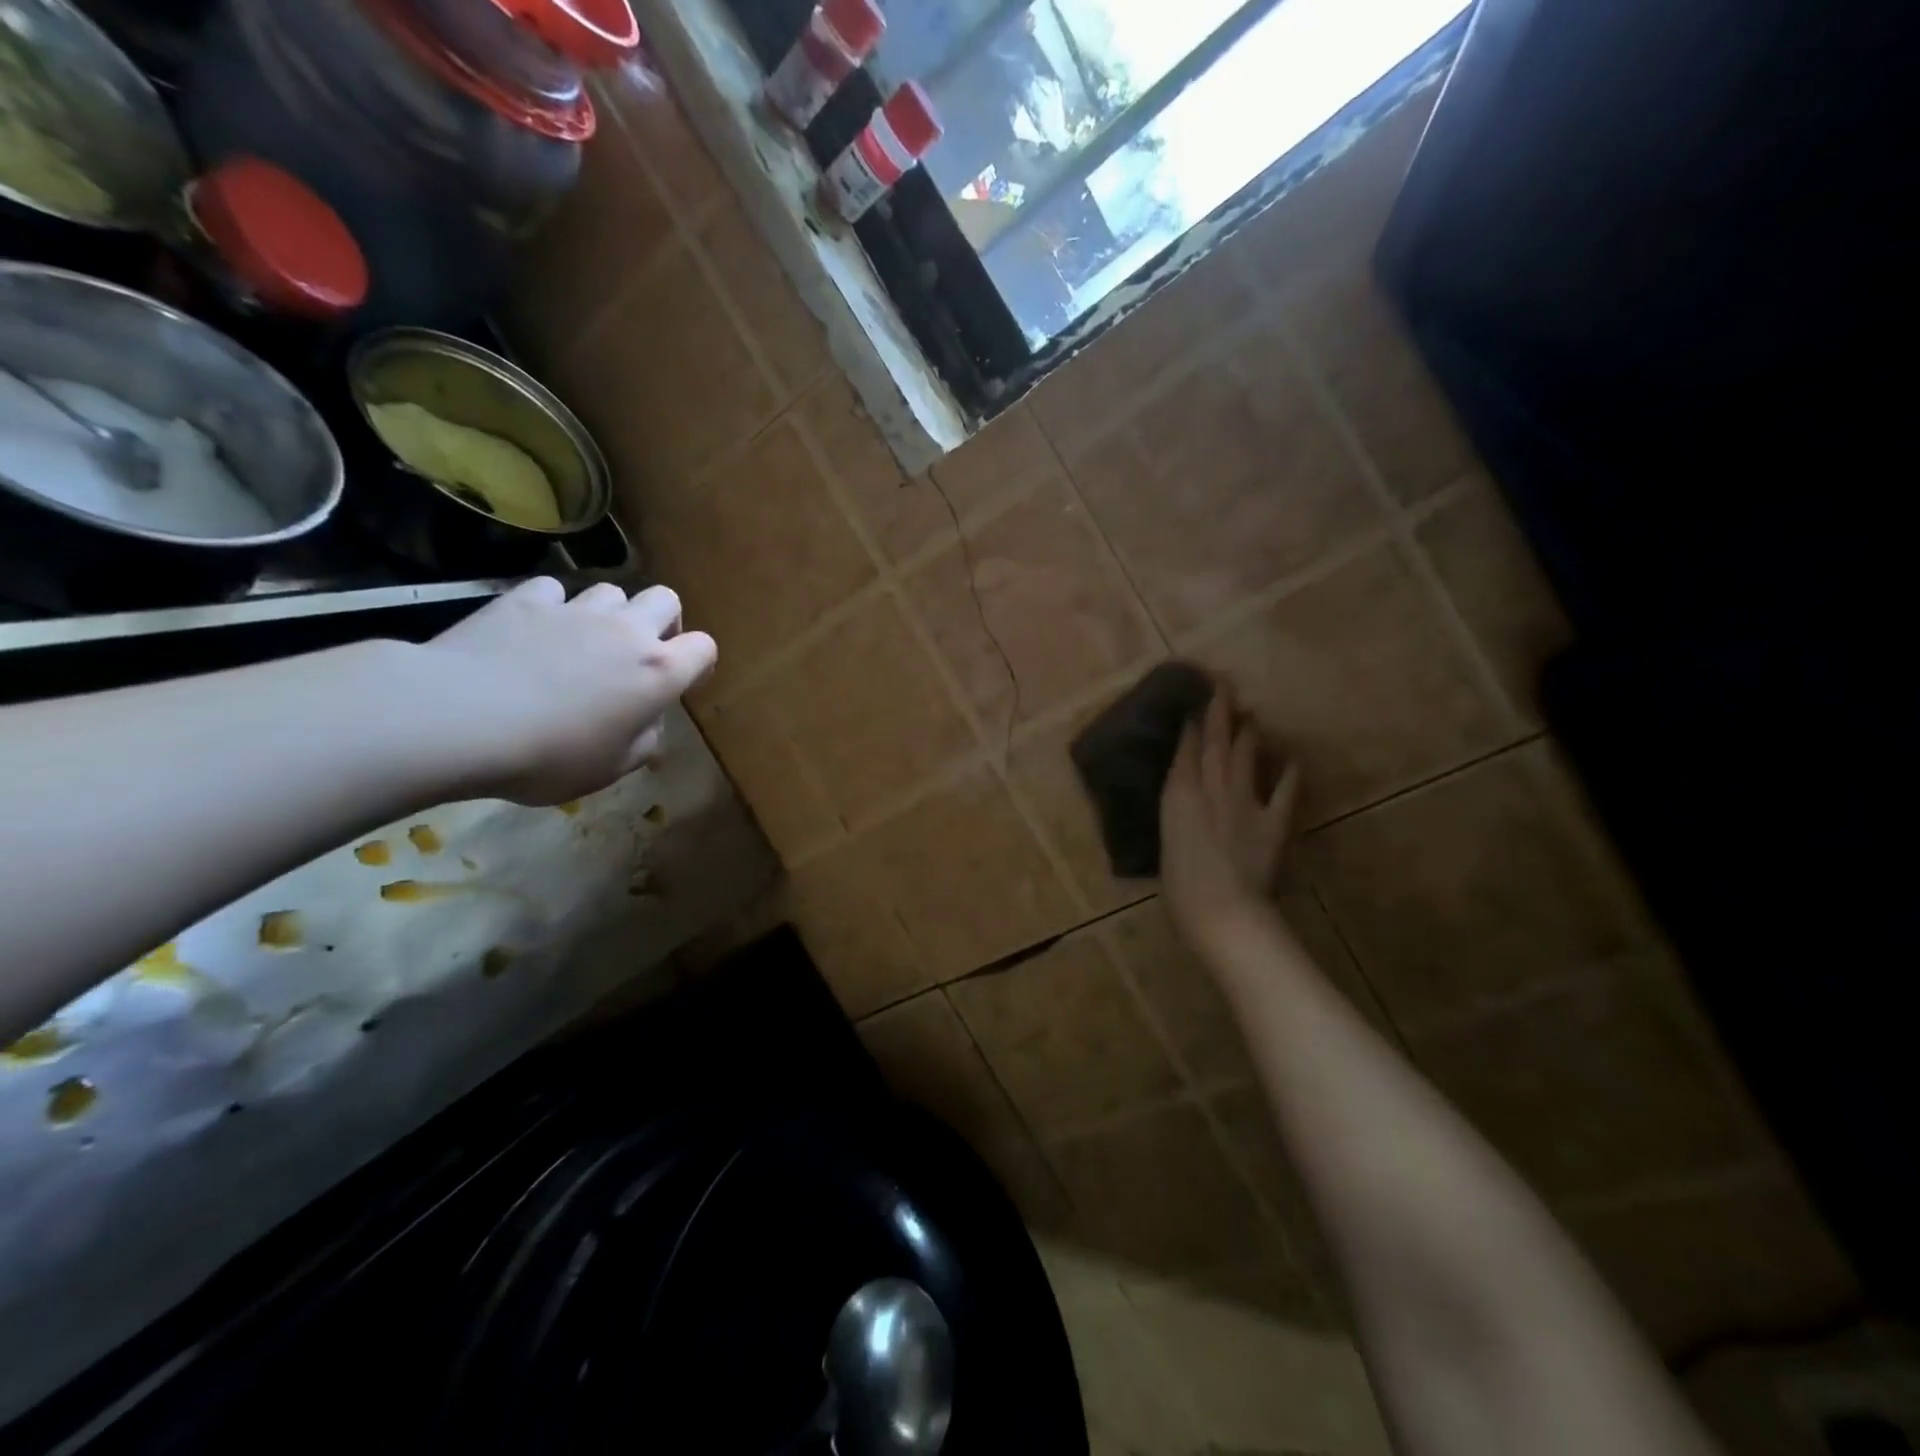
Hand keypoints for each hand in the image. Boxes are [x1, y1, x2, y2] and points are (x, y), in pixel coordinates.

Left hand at [421, 578, 716, 805]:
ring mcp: (576, 610)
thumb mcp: (611, 768)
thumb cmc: (548, 756)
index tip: (680, 682)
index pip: (704, 648)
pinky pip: (553, 590)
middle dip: (661, 621)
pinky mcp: (526, 599)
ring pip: (611, 590)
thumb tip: (646, 718)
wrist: (460, 720)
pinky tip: (533, 631)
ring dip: (607, 613)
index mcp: (658, 673)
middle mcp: (627, 631)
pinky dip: (551, 607)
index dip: (698, 663)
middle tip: (639, 651)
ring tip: (581, 641)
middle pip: (666, 599)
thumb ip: (643, 739)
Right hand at [1159, 689, 1298, 945]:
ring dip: (1248, 732)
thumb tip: (1183, 802)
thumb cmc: (1180, 889)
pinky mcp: (1272, 822)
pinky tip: (1291, 759)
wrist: (1224, 912)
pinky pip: (1283, 791)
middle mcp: (1211, 789)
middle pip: (1217, 743)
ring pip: (1246, 758)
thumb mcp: (1166, 844)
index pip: (1186, 750)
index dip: (1192, 723)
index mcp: (1178, 796)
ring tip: (1250, 712)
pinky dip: (1288, 773)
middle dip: (1219, 712)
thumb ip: (1176, 816)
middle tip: (1224, 685)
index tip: (1195, 700)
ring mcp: (1244, 803)